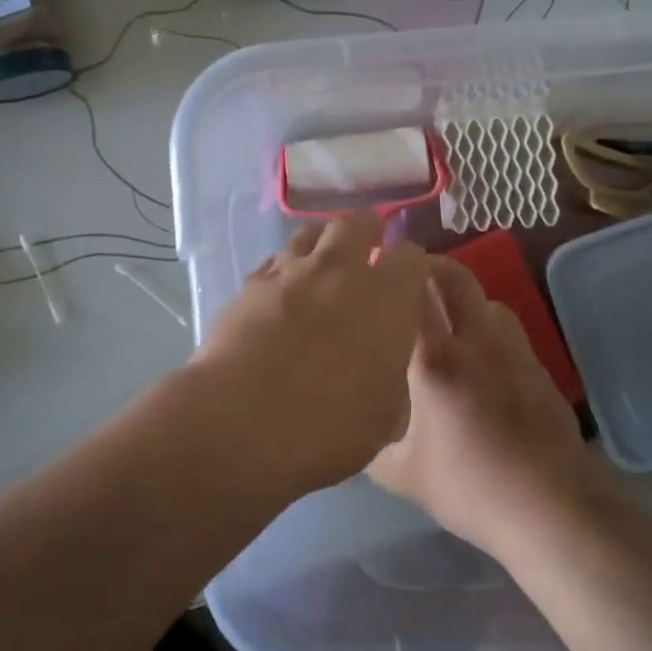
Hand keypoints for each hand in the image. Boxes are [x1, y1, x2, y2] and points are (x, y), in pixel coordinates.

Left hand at [189, 215, 431, 495]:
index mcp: (386, 297)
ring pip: (311, 232)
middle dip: (366, 234)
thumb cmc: (328, 427)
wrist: (241, 422)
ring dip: (321, 245)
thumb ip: (391, 375)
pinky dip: (283, 271)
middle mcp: (341, 269)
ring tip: (319, 271)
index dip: (409, 268)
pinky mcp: (250, 283)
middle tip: (365, 259)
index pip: (410, 255)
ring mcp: (291, 270)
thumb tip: (382, 366)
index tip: (406, 286)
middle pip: (358, 222)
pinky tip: (280, 296)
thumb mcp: (385, 416)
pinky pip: (274, 261)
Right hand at [367, 257, 591, 554]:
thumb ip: (373, 449)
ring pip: (490, 301)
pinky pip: (511, 334)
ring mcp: (514, 352)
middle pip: (458, 279)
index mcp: (436, 360)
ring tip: (450, 319)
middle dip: (433, 266)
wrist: (549, 507)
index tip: (377, 267)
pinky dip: (491, 332)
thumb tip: (353, 439)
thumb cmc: (469, 486)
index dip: (395, 273)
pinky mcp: (540, 370)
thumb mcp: (403, 475)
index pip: (413, 294)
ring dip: (467, 300)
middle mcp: (476, 342)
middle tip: (411, 274)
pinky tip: (484, 363)